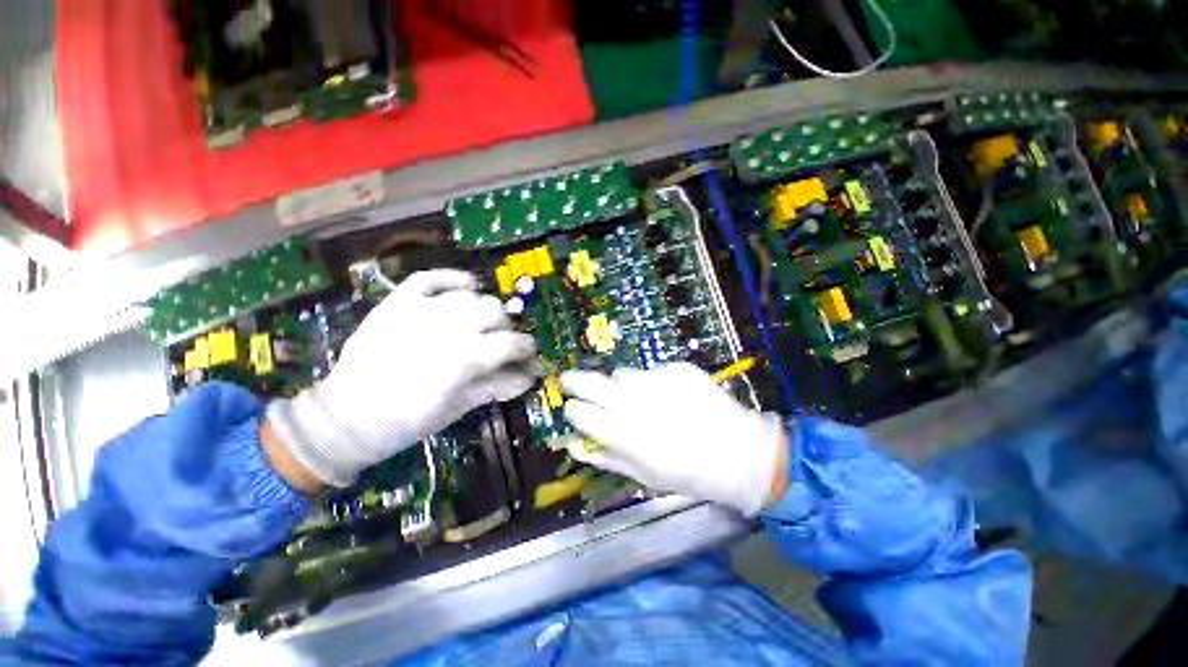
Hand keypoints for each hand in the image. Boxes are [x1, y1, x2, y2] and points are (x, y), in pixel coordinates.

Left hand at [267, 270, 537, 487]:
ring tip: (481, 324)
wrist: (346, 417)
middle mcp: (447, 327)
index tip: (529, 356)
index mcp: (464, 358)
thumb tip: (530, 375)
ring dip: (484, 309)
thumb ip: (498, 386)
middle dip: (505, 328)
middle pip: (496, 312)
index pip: (511, 343)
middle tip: (500, 344)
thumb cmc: (407, 421)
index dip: (526, 348)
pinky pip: (430, 277)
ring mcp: (420, 310)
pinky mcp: (398, 303)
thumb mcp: (459, 408)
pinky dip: (452, 278)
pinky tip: (467, 286)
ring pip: (471, 295)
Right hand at [561, 363, 787, 515]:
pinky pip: (650, 371)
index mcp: (624, 434)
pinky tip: (669, 397)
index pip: (580, 412)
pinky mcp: (675, 369)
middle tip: (569, 380)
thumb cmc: (687, 472)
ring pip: (621, 374)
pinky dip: (650, 382)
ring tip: (638, 398)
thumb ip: (604, 457)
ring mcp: (655, 380)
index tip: (573, 409)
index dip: (573, 410)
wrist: (738, 452)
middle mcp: (635, 402)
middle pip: (590, 382)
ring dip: (620, 385)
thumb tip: (573, 444)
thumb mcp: (642, 476)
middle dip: (573, 380)